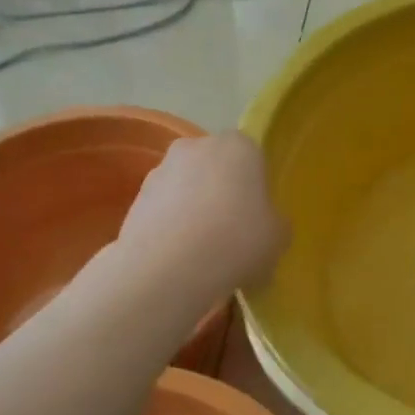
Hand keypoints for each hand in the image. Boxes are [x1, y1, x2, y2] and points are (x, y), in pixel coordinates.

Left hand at [118, 132, 287, 292]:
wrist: (168, 268)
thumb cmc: (237, 241)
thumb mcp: (278, 237)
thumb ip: (274, 222)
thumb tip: (265, 224)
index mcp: (239, 146)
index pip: (252, 157)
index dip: (256, 187)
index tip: (258, 217)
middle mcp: (197, 146)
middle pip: (216, 168)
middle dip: (221, 193)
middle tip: (231, 233)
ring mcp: (161, 170)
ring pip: (186, 187)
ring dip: (193, 209)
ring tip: (201, 252)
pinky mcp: (135, 198)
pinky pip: (163, 210)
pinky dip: (170, 227)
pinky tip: (178, 258)